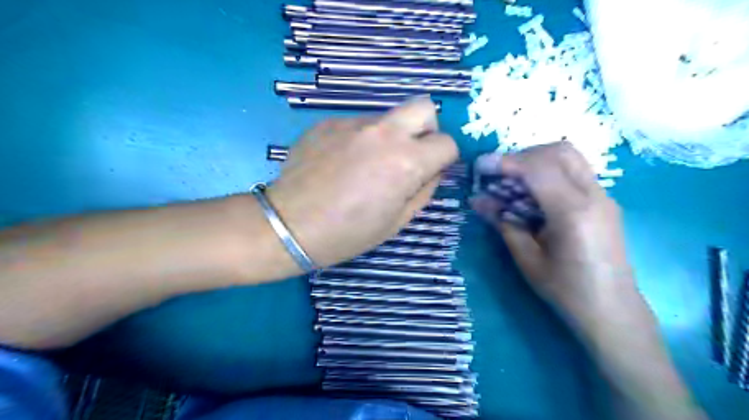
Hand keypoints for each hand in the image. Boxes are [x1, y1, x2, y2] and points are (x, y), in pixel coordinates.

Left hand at [268, 97, 455, 266]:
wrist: (290, 225)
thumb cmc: (348, 232)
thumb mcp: (398, 221)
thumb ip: (424, 190)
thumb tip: (432, 170)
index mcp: (406, 160)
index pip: (447, 143)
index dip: (443, 159)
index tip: (429, 171)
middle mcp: (384, 132)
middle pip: (423, 107)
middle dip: (426, 129)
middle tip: (409, 154)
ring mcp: (352, 123)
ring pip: (387, 117)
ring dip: (389, 136)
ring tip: (366, 165)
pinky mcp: (327, 122)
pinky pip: (357, 124)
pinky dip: (359, 139)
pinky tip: (341, 163)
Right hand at [471, 143, 632, 329]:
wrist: (613, 312)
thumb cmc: (567, 291)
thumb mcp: (527, 258)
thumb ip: (503, 223)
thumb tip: (477, 199)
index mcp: (573, 212)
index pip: (538, 168)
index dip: (506, 162)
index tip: (480, 166)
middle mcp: (594, 196)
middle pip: (559, 151)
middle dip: (523, 156)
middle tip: (499, 174)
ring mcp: (603, 197)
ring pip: (569, 157)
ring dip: (537, 161)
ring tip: (513, 182)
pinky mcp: (603, 202)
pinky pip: (574, 172)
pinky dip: (549, 172)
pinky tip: (533, 195)